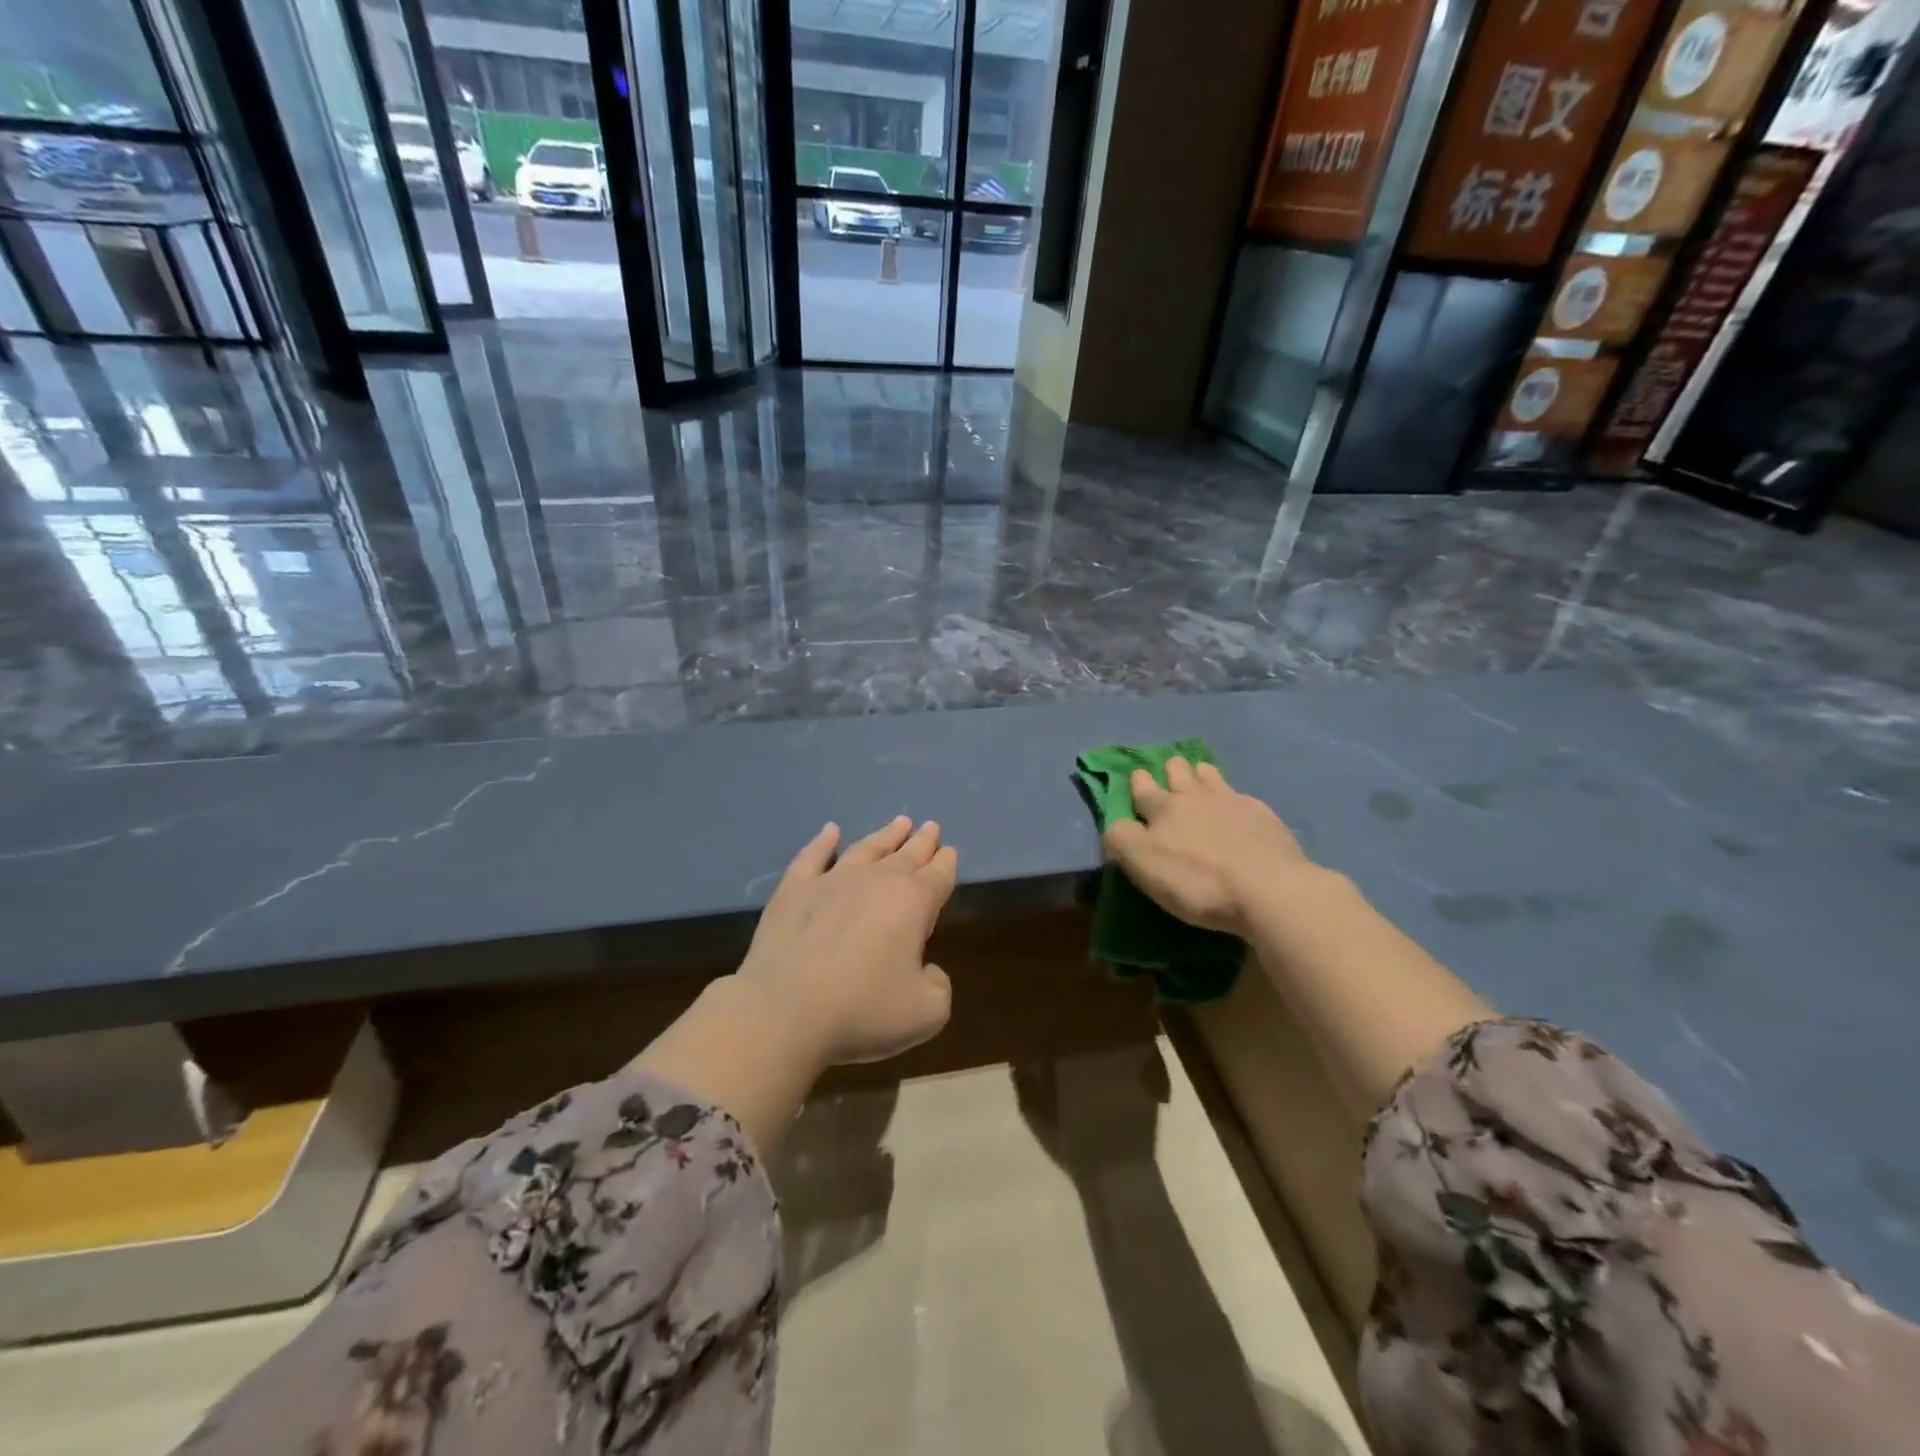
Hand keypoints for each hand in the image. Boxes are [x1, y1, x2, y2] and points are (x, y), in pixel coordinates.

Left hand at [734, 817, 956, 1064]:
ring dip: (885, 835)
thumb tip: (926, 970)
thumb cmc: (862, 1009)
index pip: (938, 876)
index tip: (950, 851)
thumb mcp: (926, 1012)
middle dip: (922, 842)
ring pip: (866, 848)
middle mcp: (876, 880)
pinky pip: (813, 855)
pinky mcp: (794, 889)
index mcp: (913, 902)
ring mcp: (832, 880)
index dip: (946, 863)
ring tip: (899, 823)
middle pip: (906, 854)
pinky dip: (824, 842)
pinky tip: (831, 831)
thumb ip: (939, 986)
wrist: (785, 1009)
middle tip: (930, 827)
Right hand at [1101, 757, 1309, 934]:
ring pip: (1210, 775)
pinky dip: (1234, 798)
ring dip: (1201, 773)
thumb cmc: (1197, 881)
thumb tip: (1116, 823)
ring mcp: (1233, 801)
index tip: (1137, 777)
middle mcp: (1195, 795)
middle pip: (1178, 770)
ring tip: (1200, 777)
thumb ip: (1121, 839)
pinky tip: (1238, 808)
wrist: (1268, 889)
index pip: (1142, 786)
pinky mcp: (1263, 815)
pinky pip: (1242, 796)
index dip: (1137, 780)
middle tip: (1170, 774)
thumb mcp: (1142, 865)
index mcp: (1163, 808)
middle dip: (1171, 769)